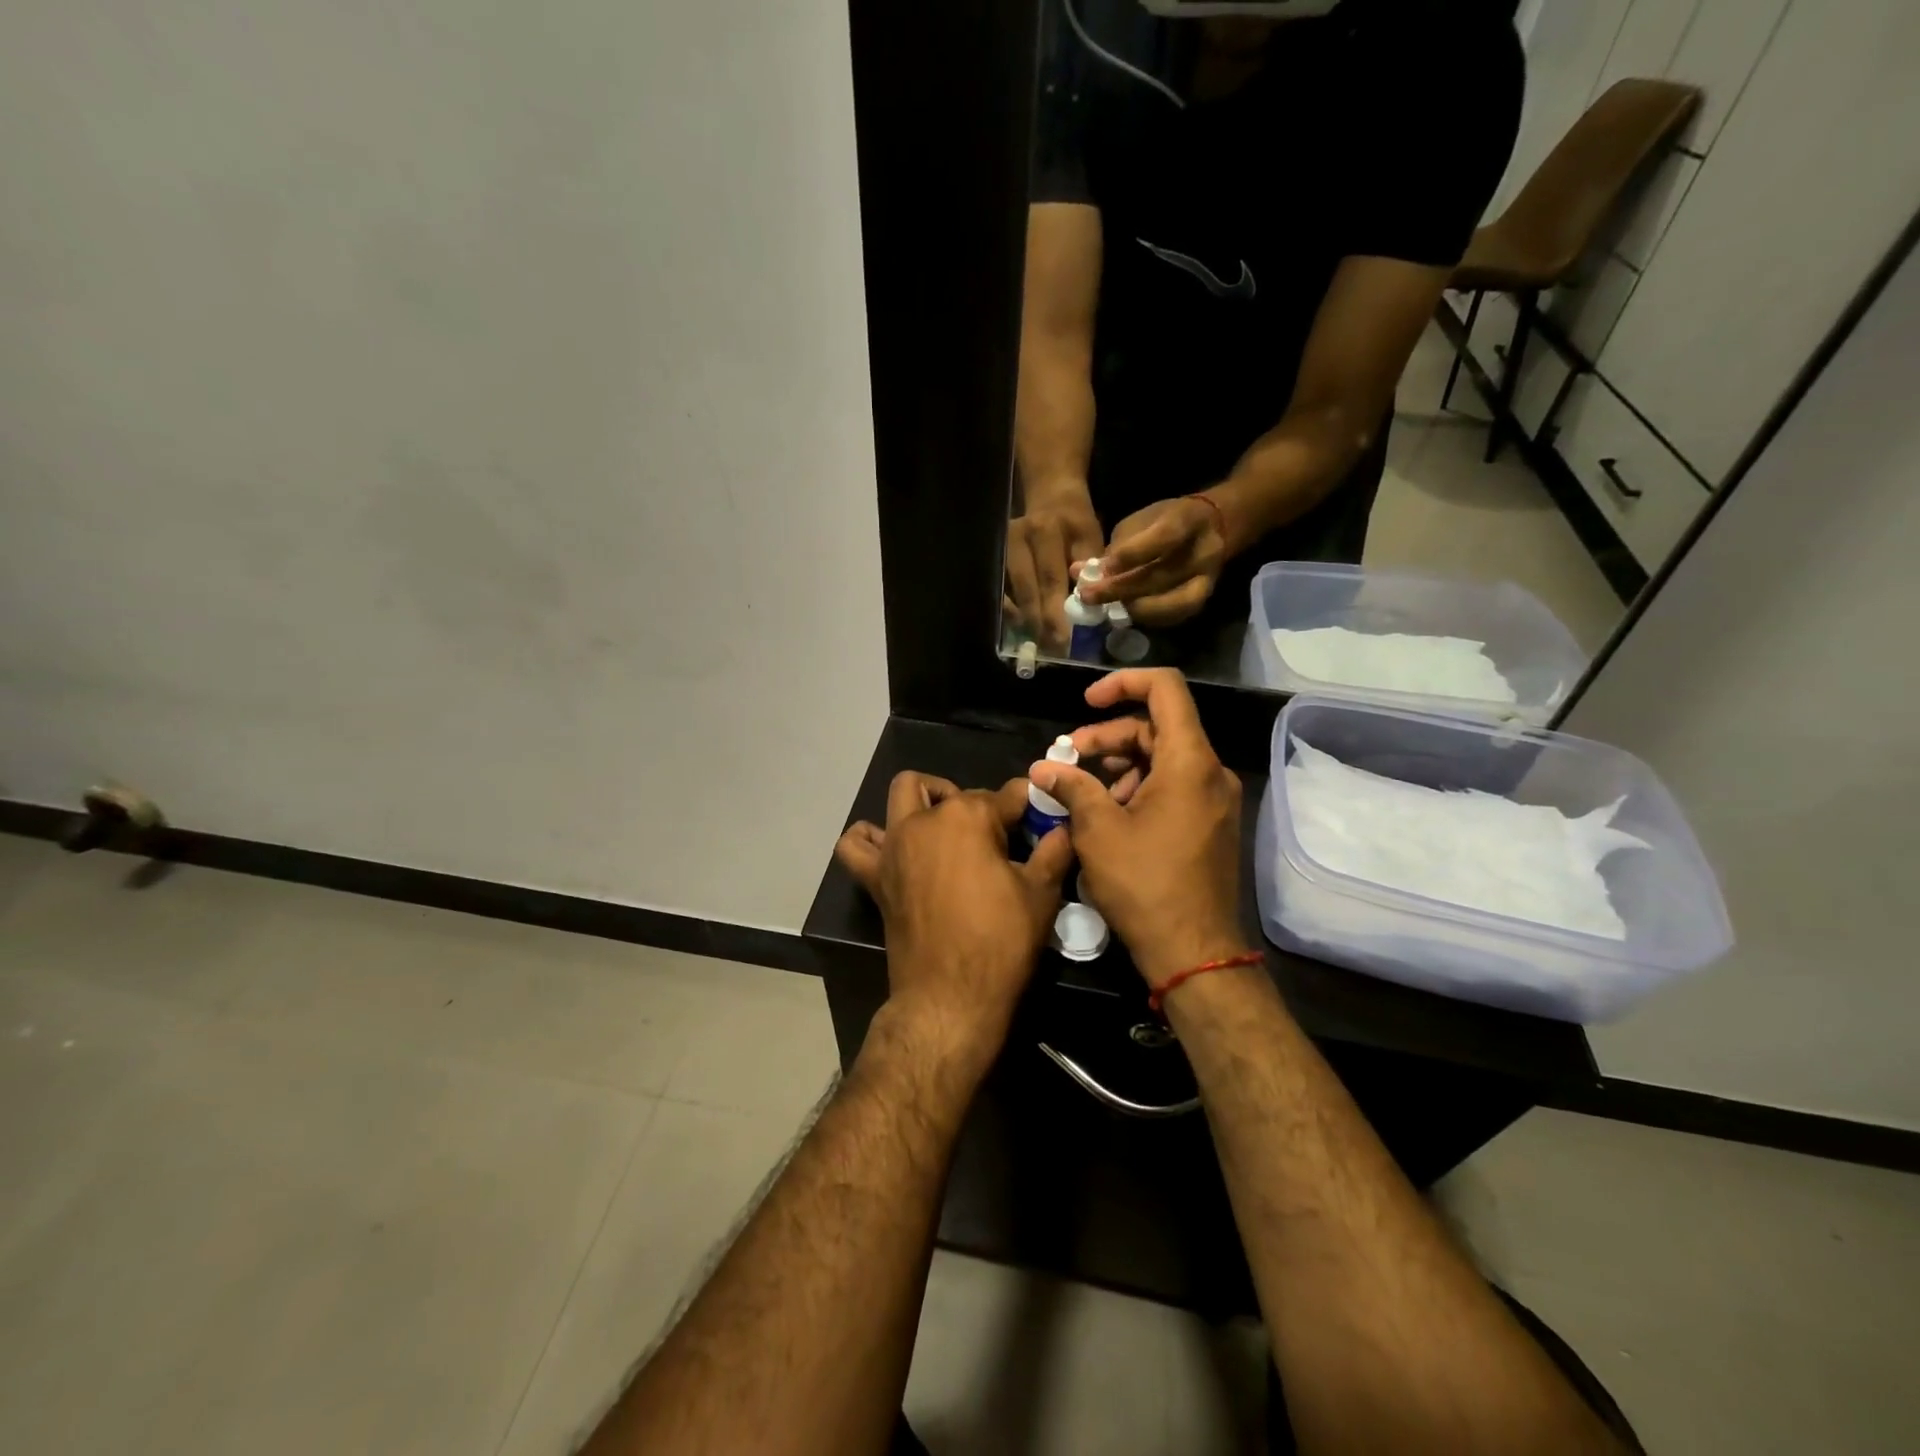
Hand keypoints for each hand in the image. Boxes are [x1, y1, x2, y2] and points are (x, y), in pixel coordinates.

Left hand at [834, 773, 1074, 1064]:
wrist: (950, 998)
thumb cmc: (1000, 942)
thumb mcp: (1041, 894)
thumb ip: (1054, 851)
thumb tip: (1064, 827)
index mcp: (967, 817)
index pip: (1006, 795)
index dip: (1027, 806)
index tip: (1040, 819)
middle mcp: (924, 821)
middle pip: (952, 791)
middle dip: (975, 801)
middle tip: (995, 836)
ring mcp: (894, 846)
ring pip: (902, 796)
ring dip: (924, 802)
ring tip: (945, 830)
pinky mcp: (875, 875)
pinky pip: (857, 844)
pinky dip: (870, 838)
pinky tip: (892, 848)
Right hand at [1005, 488, 1104, 650]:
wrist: (1051, 498)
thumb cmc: (1075, 523)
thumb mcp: (1091, 537)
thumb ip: (1091, 569)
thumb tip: (1089, 606)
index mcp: (1045, 531)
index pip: (1050, 579)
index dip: (1056, 613)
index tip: (1064, 640)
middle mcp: (1017, 539)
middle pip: (1026, 591)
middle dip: (1040, 624)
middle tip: (1053, 650)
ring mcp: (1000, 550)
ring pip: (1010, 595)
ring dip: (1025, 622)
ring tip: (1041, 643)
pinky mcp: (994, 559)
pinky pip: (1000, 594)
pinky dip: (1012, 613)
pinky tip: (1025, 627)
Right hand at [1029, 669, 1247, 988]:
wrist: (1194, 951)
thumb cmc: (1144, 885)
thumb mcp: (1098, 830)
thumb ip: (1072, 787)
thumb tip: (1043, 768)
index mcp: (1189, 762)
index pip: (1164, 690)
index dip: (1122, 684)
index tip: (1086, 703)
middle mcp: (1210, 772)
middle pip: (1158, 727)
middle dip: (1109, 735)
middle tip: (1070, 756)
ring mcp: (1215, 799)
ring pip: (1164, 758)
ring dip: (1121, 764)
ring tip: (1085, 791)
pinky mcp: (1210, 823)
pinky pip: (1174, 785)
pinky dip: (1139, 787)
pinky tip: (1110, 814)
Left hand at [1074, 495, 1227, 626]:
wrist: (1210, 528)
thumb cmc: (1163, 522)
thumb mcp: (1139, 522)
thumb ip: (1114, 547)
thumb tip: (1078, 572)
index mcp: (1189, 520)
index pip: (1165, 536)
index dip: (1133, 554)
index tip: (1103, 567)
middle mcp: (1204, 551)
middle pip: (1162, 576)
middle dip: (1120, 589)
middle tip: (1088, 596)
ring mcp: (1207, 579)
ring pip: (1171, 603)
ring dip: (1133, 608)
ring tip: (1105, 607)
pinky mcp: (1202, 600)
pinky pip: (1173, 617)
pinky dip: (1146, 617)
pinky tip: (1124, 612)